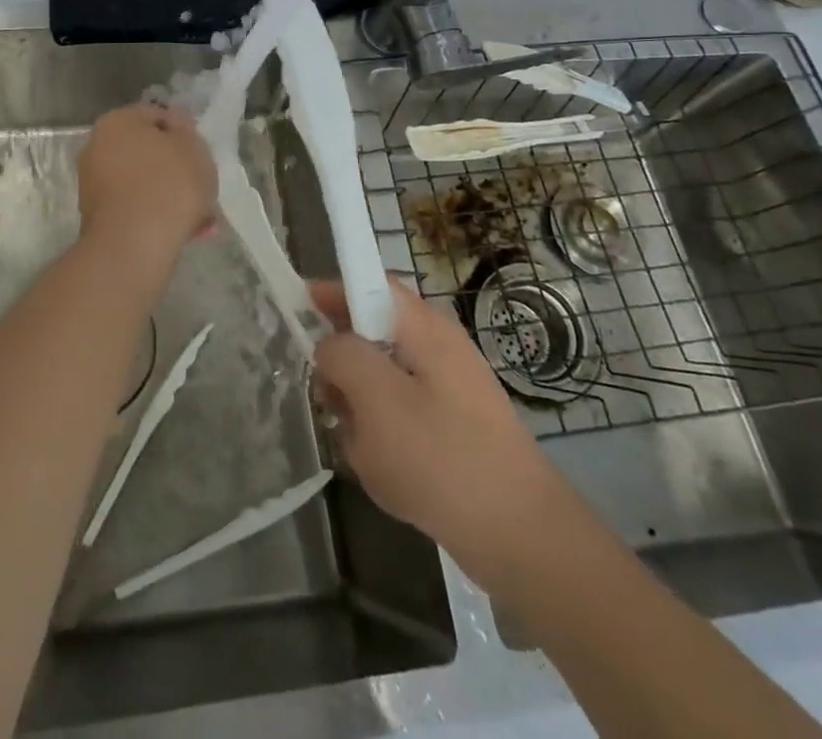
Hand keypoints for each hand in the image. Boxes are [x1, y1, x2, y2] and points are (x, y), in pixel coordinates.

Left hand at [76, 103, 217, 261]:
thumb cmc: (168, 185)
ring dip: (169, 196)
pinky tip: (184, 232)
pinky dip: (156, 215)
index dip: (184, 133)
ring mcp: (93, 184)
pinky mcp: (97, 217)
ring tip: (200, 218)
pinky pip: (135, 207)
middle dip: (176, 169)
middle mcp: (97, 147)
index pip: (157, 116)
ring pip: (143, 183)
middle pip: (148, 152)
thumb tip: (175, 124)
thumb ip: (185, 130)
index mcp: (117, 122)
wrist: (133, 246)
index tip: (201, 154)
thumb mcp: (193, 147)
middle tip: (202, 186)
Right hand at [311, 279, 560, 583]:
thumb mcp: (376, 399)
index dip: (333, 290)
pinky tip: (385, 472)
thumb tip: (330, 346)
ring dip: (361, 406)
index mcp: (424, 327)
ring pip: (383, 379)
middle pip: (373, 333)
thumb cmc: (442, 457)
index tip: (300, 311)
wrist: (521, 537)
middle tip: (328, 399)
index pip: (371, 283)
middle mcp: (439, 347)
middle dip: (344, 364)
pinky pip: (402, 415)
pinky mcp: (455, 428)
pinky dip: (384, 435)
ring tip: (360, 447)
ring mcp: (450, 390)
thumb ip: (342, 356)